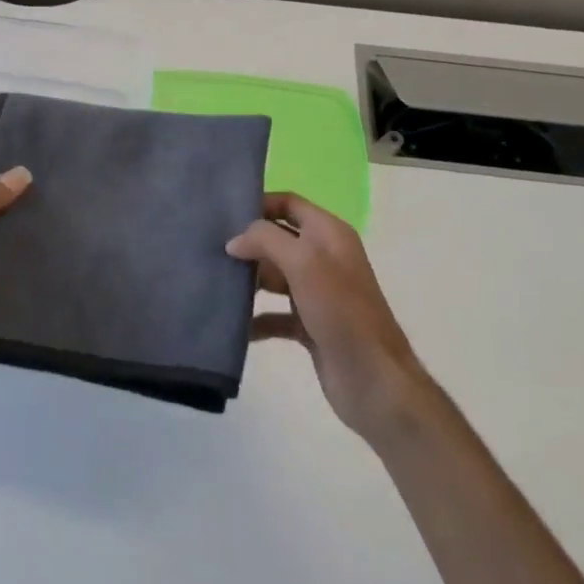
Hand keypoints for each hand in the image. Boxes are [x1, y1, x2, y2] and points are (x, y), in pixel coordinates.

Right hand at [227, 193, 420, 441]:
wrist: (373, 380)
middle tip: (210, 248)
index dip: (259, 204)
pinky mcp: (309, 325)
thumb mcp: (304, 263)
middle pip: (278, 239)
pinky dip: (255, 317)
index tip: (223, 214)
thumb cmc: (341, 311)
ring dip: (248, 278)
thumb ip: (266, 240)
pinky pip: (274, 314)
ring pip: (274, 276)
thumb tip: (234, 241)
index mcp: (330, 235)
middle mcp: (324, 258)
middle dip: (248, 243)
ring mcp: (317, 293)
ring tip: (214, 281)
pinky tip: (232, 324)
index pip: (289, 204)